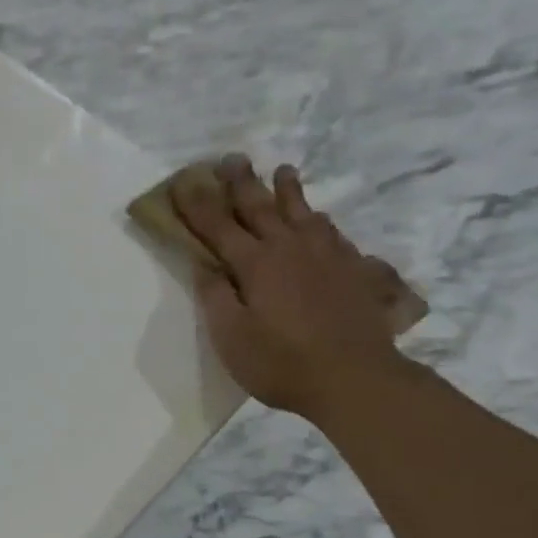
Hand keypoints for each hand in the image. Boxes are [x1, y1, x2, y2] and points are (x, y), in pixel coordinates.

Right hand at [173, 158, 405, 421]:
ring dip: (287, 190)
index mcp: (255, 264)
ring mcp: (327, 255)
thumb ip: (215, 297)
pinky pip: (332, 232)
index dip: (197, 205)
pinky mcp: (353, 269)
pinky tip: (319, 220)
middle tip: (230, 159)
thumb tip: (204, 265)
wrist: (356, 378)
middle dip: (241, 183)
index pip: (218, 226)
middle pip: (260, 207)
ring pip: (302, 212)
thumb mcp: (232, 338)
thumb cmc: (282, 363)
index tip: (181, 183)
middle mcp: (290, 248)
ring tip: (282, 170)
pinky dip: (319, 219)